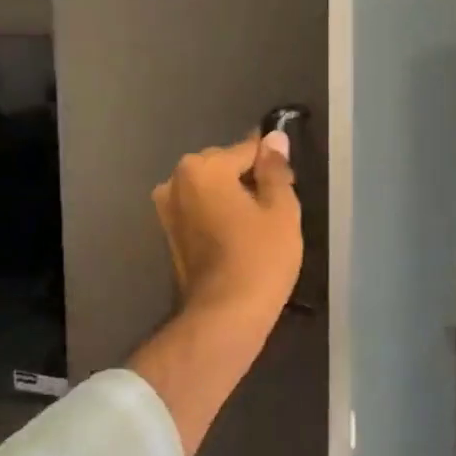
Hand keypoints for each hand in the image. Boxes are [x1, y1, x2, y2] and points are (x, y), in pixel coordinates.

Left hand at [153, 129, 302, 324]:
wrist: (223, 316)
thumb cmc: (259, 259)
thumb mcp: (281, 210)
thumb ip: (275, 169)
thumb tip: (274, 138)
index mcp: (202, 168)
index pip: (246, 149)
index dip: (271, 164)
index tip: (288, 183)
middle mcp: (175, 180)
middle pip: (222, 166)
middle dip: (247, 179)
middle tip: (275, 209)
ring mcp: (167, 208)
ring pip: (209, 189)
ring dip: (230, 198)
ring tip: (257, 227)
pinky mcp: (167, 233)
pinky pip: (198, 210)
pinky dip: (216, 215)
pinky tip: (237, 238)